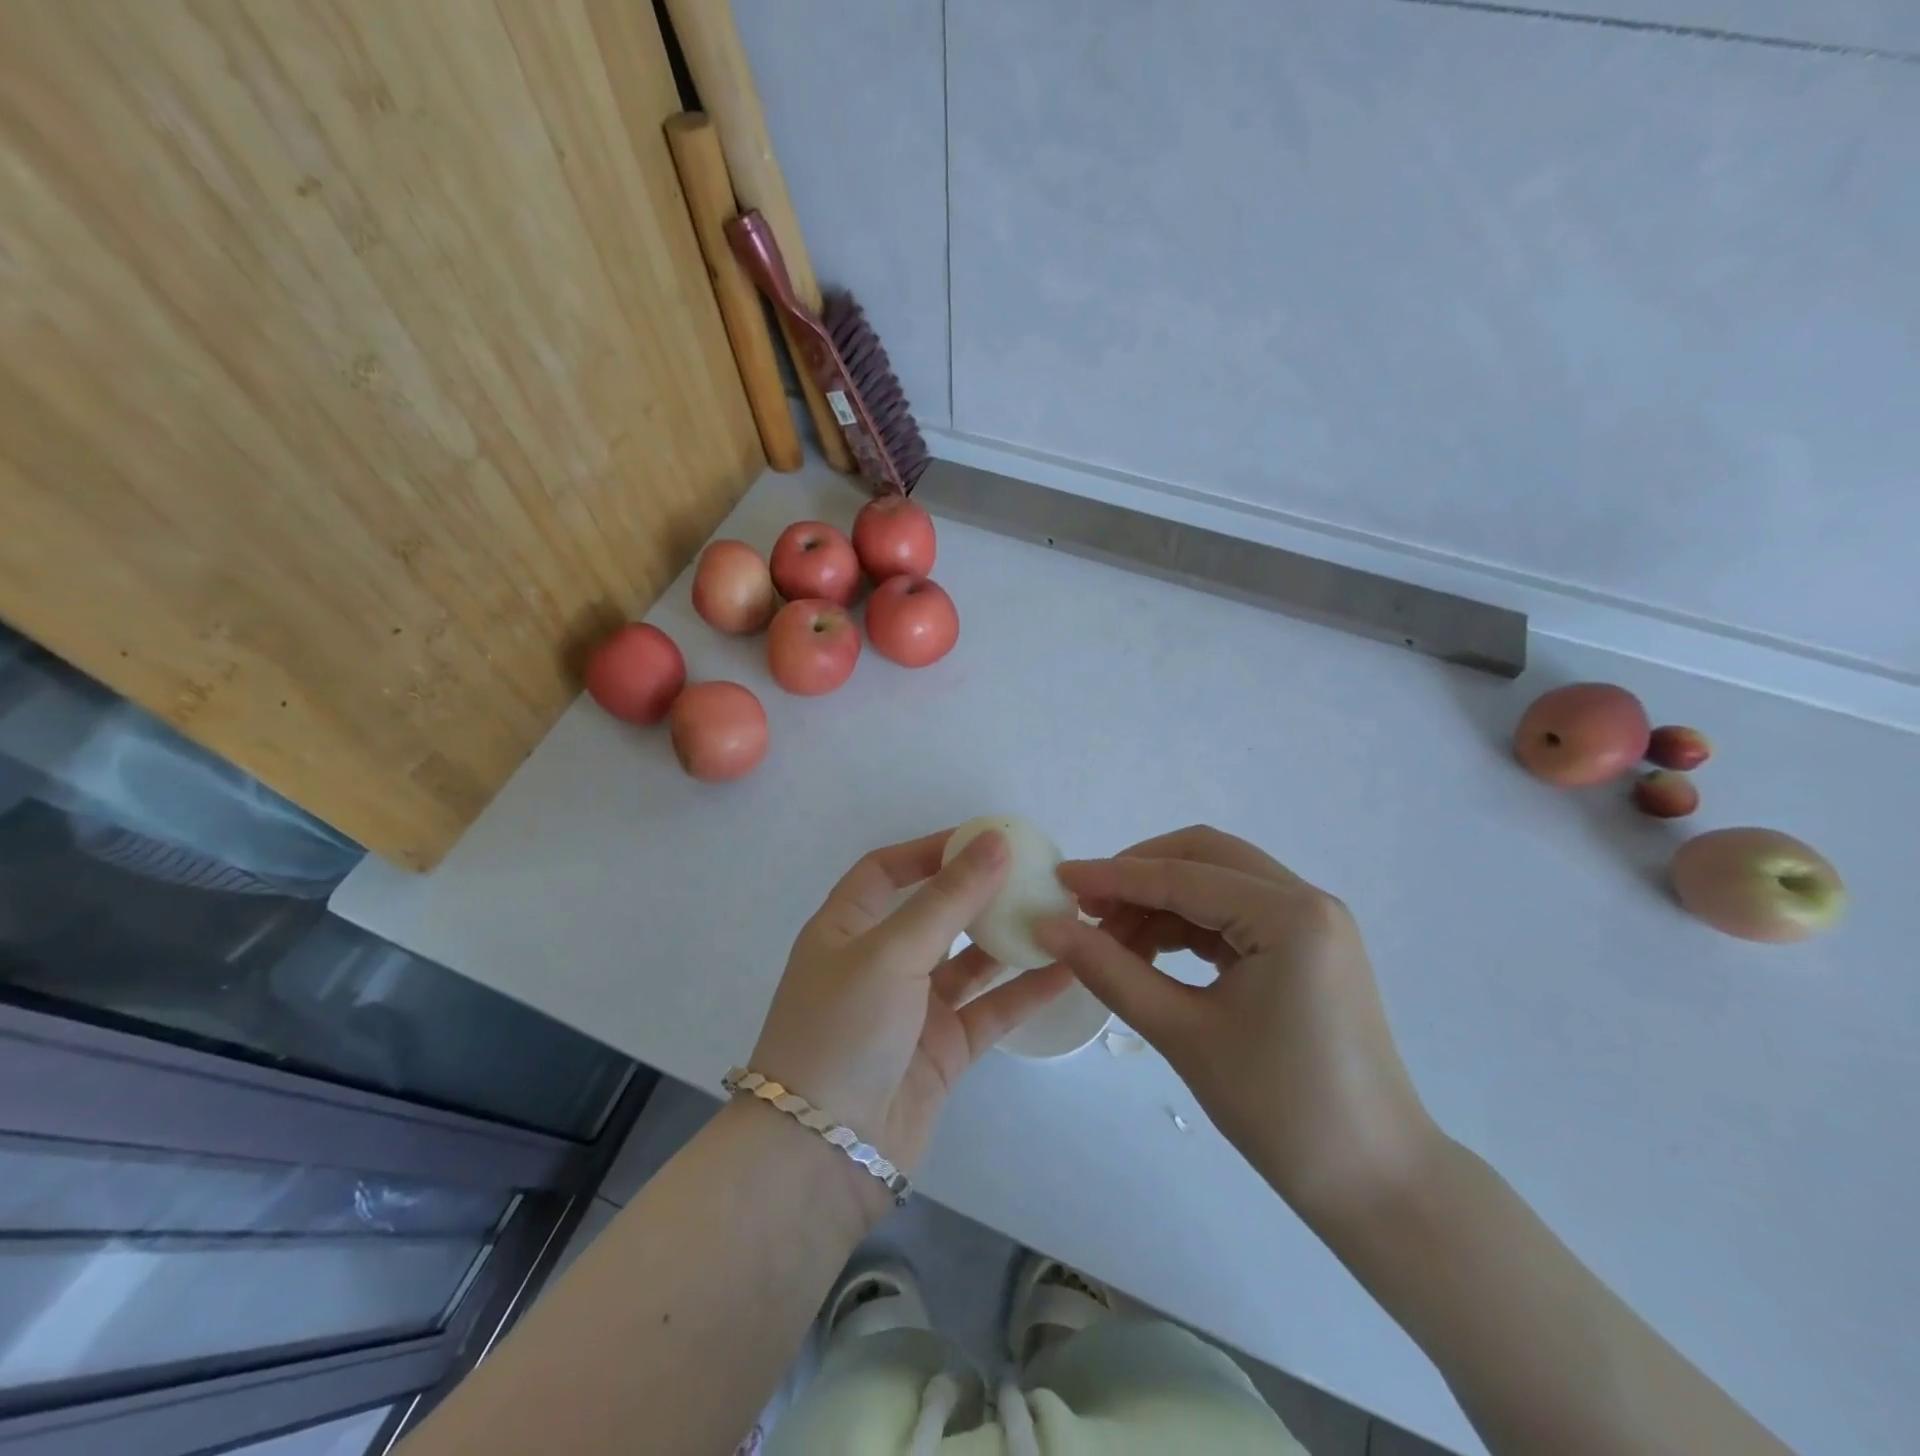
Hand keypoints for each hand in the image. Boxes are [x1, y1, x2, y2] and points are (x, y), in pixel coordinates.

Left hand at [750, 828, 1072, 1196]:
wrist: (824, 1153)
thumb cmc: (843, 1030)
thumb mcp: (891, 952)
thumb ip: (948, 899)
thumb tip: (994, 842)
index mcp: (845, 929)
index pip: (885, 871)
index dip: (929, 850)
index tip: (982, 838)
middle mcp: (878, 963)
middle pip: (934, 913)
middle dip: (978, 893)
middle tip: (1032, 873)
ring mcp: (913, 1008)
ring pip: (969, 962)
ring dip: (1009, 940)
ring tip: (1059, 913)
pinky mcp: (943, 1050)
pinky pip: (990, 1009)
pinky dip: (1024, 990)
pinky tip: (1067, 968)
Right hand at [1034, 826, 1438, 1218]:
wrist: (1378, 1185)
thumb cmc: (1281, 1111)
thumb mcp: (1184, 1034)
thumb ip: (1110, 971)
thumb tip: (1048, 929)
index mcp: (1289, 915)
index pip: (1182, 876)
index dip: (1113, 876)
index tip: (1058, 881)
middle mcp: (1307, 900)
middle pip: (1204, 856)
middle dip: (1139, 875)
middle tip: (1087, 909)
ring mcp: (1314, 922)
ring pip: (1218, 881)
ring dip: (1161, 900)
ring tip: (1111, 941)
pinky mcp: (1309, 947)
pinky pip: (1235, 912)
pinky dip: (1188, 923)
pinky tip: (1150, 951)